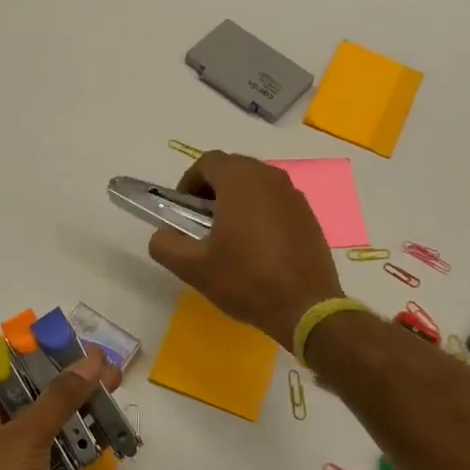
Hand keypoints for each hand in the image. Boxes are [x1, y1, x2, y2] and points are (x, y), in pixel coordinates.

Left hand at [0, 351, 119, 469]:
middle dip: (66, 378)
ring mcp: (8, 458)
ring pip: (47, 421)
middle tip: (105, 367)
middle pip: (29, 391)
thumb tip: (94, 359)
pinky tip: (108, 430)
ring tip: (115, 390)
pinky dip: (79, 440)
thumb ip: (61, 396)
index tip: (66, 342)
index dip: (29, 350)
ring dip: (79, 408)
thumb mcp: (26, 436)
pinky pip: (57, 450)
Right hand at [147, 151, 343, 348]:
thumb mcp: (194, 268)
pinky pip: (276, 200)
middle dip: (213, 189)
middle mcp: (269, 177)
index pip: (207, 162)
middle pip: (233, 168)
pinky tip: (258, 245)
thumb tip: (161, 236)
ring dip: (237, 199)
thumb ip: (166, 245)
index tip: (183, 210)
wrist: (305, 306)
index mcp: (239, 180)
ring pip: (256, 183)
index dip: (189, 182)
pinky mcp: (308, 214)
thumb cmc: (246, 279)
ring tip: (229, 234)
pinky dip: (261, 211)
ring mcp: (293, 194)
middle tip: (201, 222)